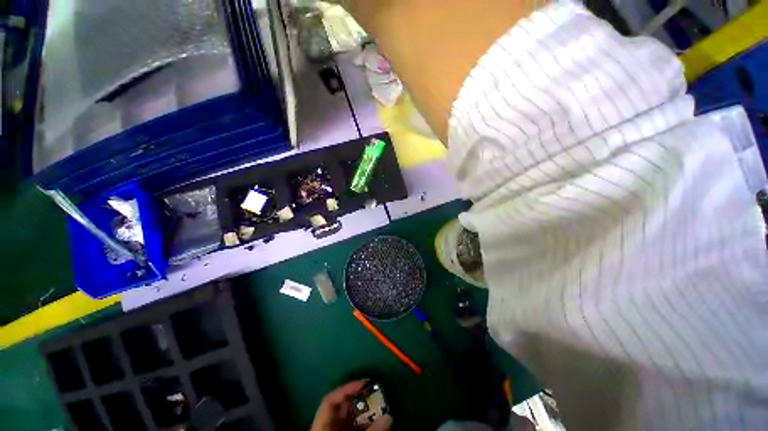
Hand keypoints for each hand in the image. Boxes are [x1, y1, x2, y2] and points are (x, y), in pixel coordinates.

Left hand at [310, 380, 392, 430]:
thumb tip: (390, 417)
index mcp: (321, 427)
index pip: (330, 400)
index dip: (346, 389)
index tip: (364, 383)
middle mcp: (328, 428)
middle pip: (343, 409)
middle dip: (360, 401)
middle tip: (378, 395)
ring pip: (351, 420)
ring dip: (366, 415)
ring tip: (381, 409)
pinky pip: (356, 430)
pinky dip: (366, 427)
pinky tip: (377, 425)